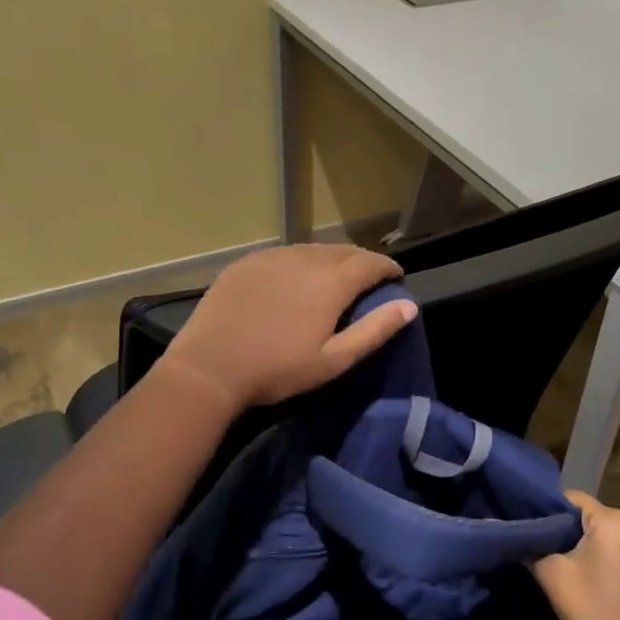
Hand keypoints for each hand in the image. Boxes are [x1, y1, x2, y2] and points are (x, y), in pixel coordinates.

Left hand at [163, 243, 416, 410]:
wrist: (209, 368)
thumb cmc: (277, 370)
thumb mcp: (333, 360)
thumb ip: (374, 330)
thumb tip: (409, 306)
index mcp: (330, 282)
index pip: (370, 262)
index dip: (387, 268)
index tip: (396, 277)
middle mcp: (304, 259)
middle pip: (342, 251)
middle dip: (361, 261)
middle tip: (368, 280)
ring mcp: (271, 257)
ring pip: (311, 250)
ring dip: (330, 260)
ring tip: (334, 279)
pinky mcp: (246, 263)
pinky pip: (284, 254)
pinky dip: (299, 262)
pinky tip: (294, 279)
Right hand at [533, 490, 619, 619]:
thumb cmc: (592, 611)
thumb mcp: (552, 575)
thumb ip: (529, 546)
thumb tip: (512, 532)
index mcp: (614, 521)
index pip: (571, 499)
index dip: (546, 511)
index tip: (529, 528)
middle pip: (590, 518)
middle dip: (566, 531)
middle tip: (541, 549)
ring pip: (606, 538)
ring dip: (586, 548)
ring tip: (564, 568)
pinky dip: (604, 562)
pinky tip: (590, 583)